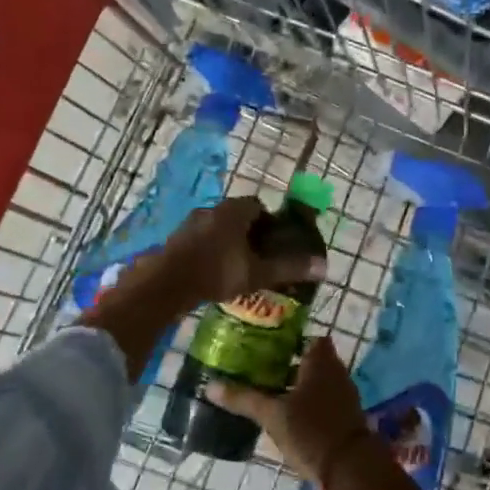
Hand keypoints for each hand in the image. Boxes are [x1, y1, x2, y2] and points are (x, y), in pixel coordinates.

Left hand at [154, 197, 326, 310]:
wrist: (166, 284)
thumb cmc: (217, 272)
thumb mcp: (257, 272)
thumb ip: (288, 268)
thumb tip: (323, 266)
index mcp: (234, 210)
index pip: (258, 205)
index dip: (268, 222)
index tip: (273, 242)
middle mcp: (212, 209)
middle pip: (237, 215)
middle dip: (248, 232)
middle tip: (257, 256)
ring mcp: (190, 223)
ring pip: (216, 227)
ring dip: (226, 241)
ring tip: (235, 266)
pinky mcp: (175, 238)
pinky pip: (200, 239)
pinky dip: (209, 250)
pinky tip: (212, 272)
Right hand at [207, 336, 371, 484]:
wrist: (350, 469)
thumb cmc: (311, 430)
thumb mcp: (273, 415)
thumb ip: (244, 398)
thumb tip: (210, 385)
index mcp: (321, 360)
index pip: (309, 338)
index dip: (290, 340)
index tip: (266, 348)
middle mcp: (335, 371)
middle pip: (310, 360)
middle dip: (288, 365)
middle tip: (259, 371)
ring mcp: (342, 394)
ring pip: (316, 382)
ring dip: (296, 386)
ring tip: (267, 394)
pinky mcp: (344, 417)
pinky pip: (322, 401)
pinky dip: (306, 404)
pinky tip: (286, 417)